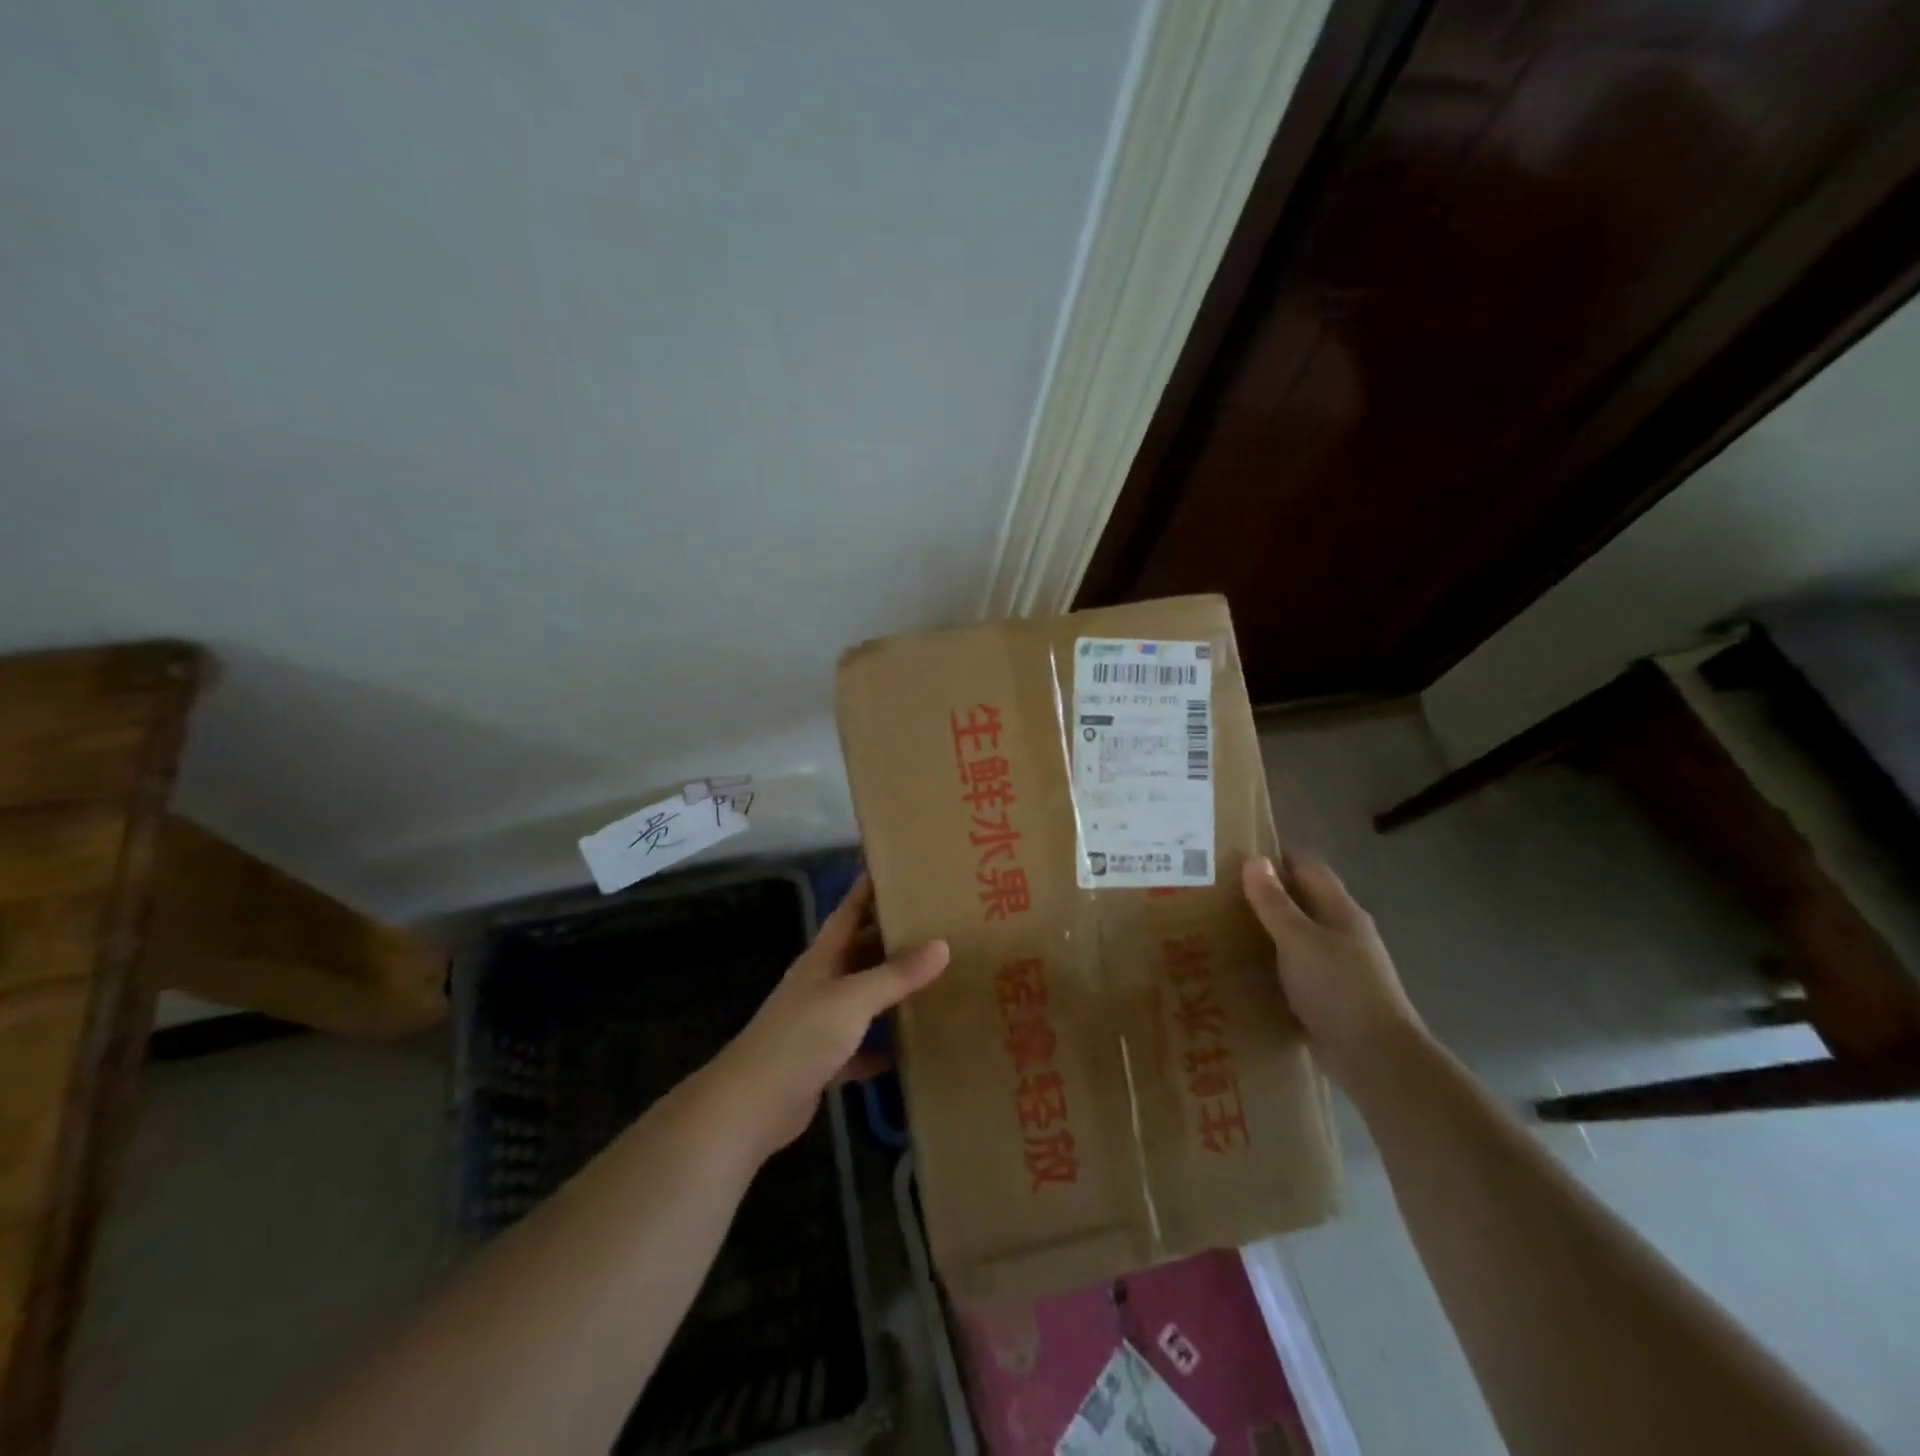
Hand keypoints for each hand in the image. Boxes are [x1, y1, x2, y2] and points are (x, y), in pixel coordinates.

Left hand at [708, 875, 948, 1159]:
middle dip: (894, 937)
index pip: (850, 910)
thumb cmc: (799, 1038)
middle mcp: (823, 983)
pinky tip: (914, 1045)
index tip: (899, 867)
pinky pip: (864, 1045)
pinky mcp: (826, 1060)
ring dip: (894, 989)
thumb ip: (896, 975)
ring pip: (866, 997)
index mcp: (823, 958)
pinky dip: (885, 1044)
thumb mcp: (852, 1000)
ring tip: (937, 976)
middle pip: (863, 951)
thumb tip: (942, 945)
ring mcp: (823, 1022)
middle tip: (938, 923)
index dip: (869, 887)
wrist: (751, 1107)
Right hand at [1241, 853, 1423, 1089]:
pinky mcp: (1326, 995)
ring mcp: (1336, 965)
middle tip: (1216, 891)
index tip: (1233, 854)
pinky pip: (1293, 967)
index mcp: (1341, 911)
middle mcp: (1341, 932)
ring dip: (1265, 929)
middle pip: (1300, 900)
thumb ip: (1275, 902)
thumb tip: (1254, 860)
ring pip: (1295, 935)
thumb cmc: (1338, 988)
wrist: (1376, 1059)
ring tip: (1219, 925)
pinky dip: (1270, 962)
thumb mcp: (1299, 940)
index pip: (1307, 867)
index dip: (1275, 856)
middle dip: (1263, 893)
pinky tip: (1242, 967)